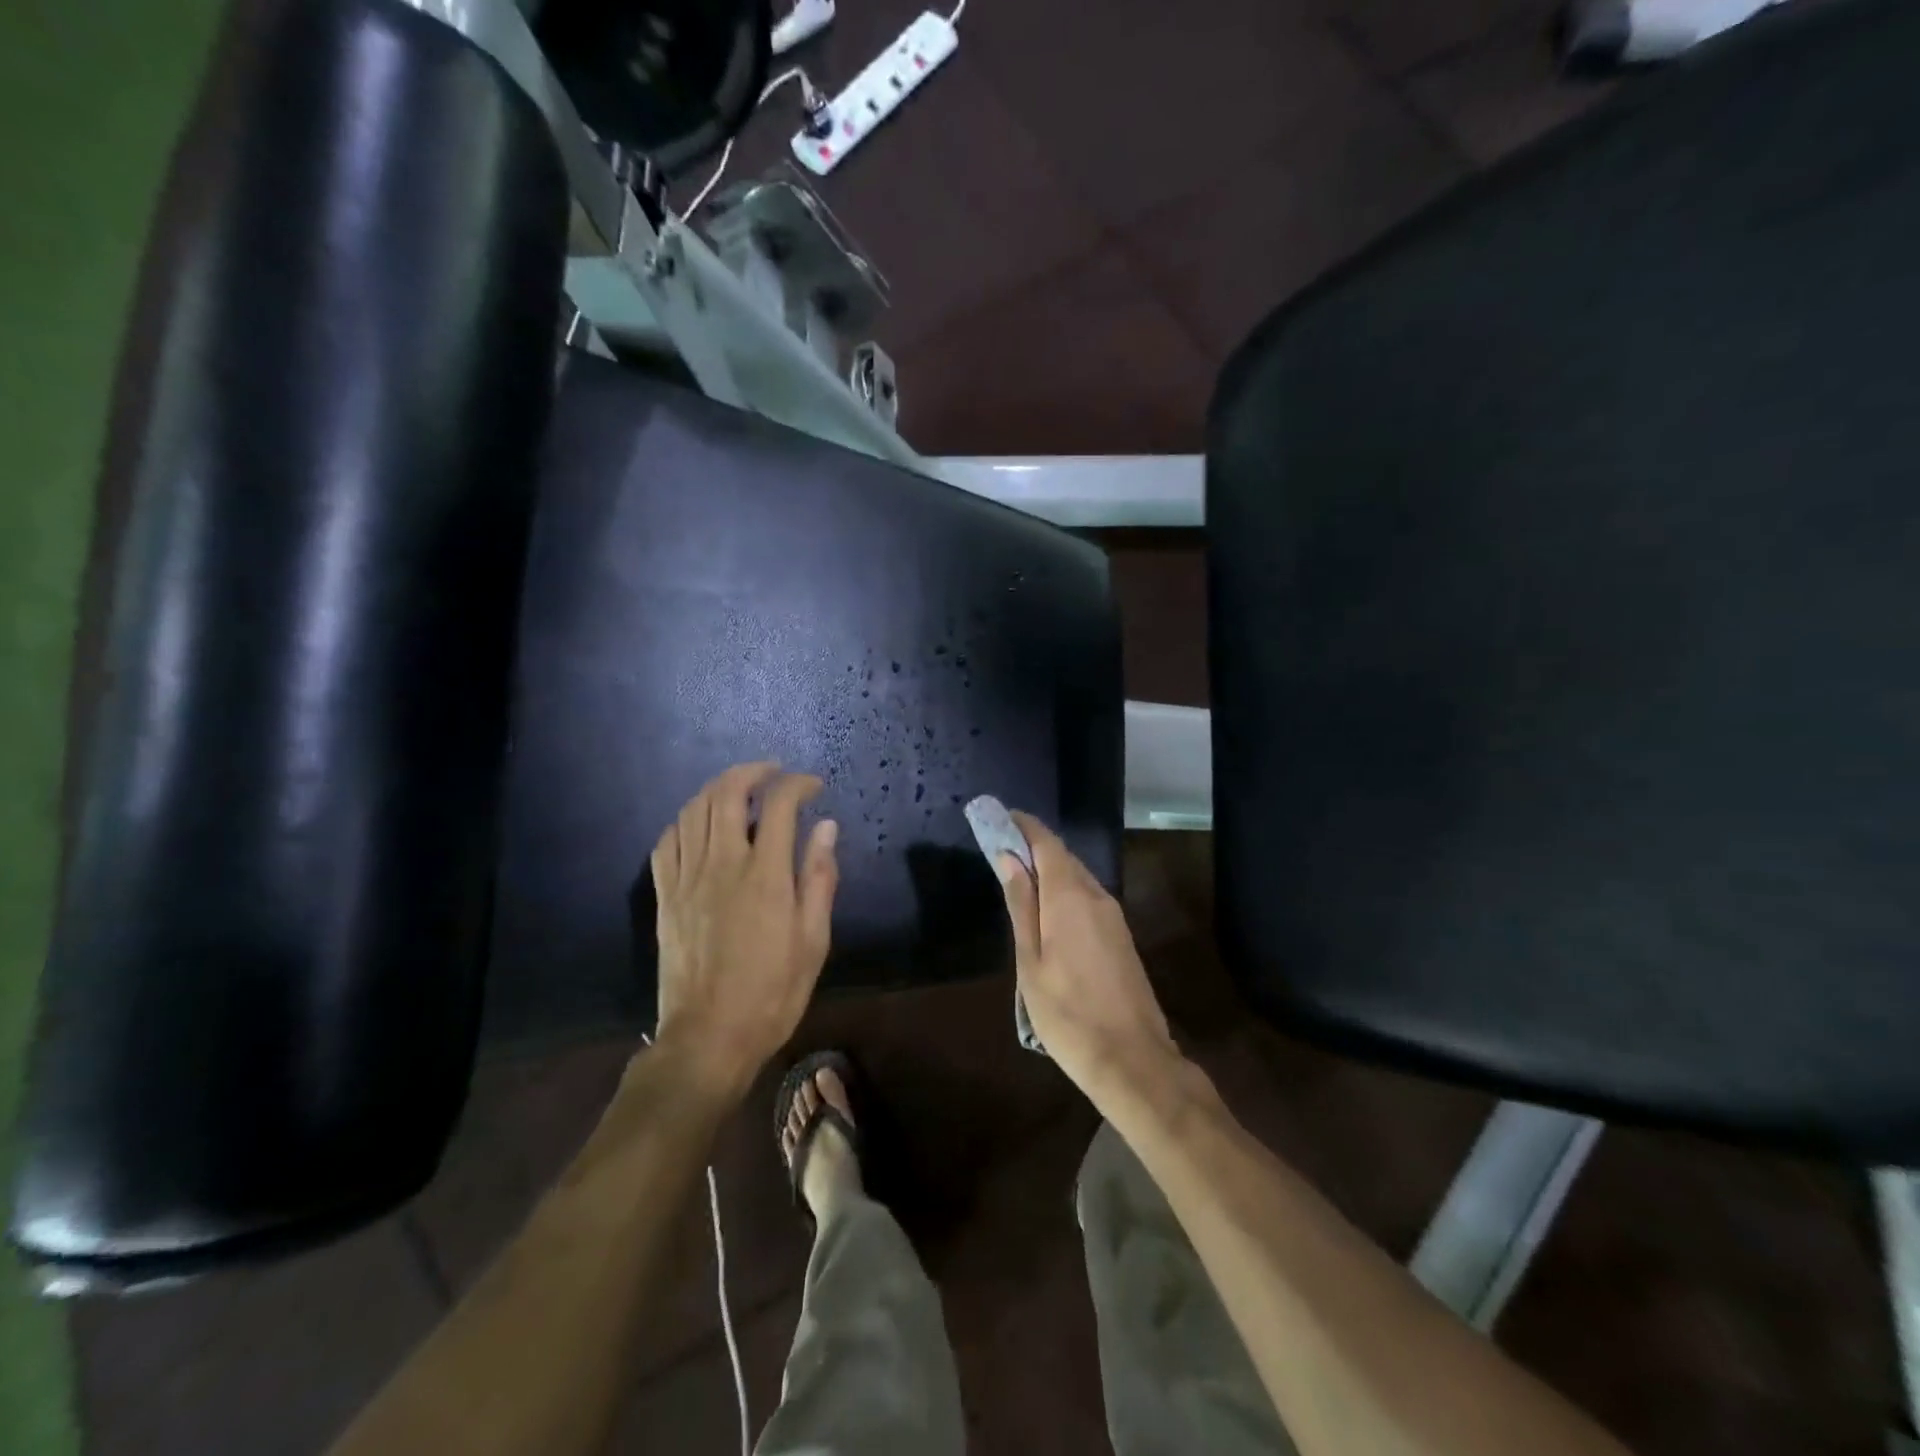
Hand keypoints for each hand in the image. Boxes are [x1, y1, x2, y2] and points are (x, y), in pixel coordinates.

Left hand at [650, 763, 838, 1099]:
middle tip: (774, 773)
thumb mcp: (813, 941)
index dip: (798, 785)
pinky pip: (667, 841)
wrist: (708, 1038)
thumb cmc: (772, 993)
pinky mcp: (664, 896)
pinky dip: (685, 819)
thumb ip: (818, 878)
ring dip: (718, 788)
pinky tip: (700, 823)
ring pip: (694, 810)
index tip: (814, 786)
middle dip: (753, 772)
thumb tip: (826, 827)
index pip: (778, 805)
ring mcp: (686, 879)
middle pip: (727, 794)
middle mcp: (721, 865)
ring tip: (740, 789)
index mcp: (763, 876)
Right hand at [995, 812, 1179, 1098]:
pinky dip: (1064, 892)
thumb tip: (1008, 858)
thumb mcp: (1030, 962)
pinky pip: (1088, 898)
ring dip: (1049, 870)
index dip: (1025, 826)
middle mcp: (1097, 897)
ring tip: (1018, 879)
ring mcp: (1114, 917)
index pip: (1048, 844)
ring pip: (1077, 878)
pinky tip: (1047, 911)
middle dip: (1033, 847)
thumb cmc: (1067, 1013)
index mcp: (1070, 898)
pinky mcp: (1121, 937)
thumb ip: (1021, 905)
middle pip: (1064, 858)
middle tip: (1001, 848)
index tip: (1001, 816)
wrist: (1131, 1059)